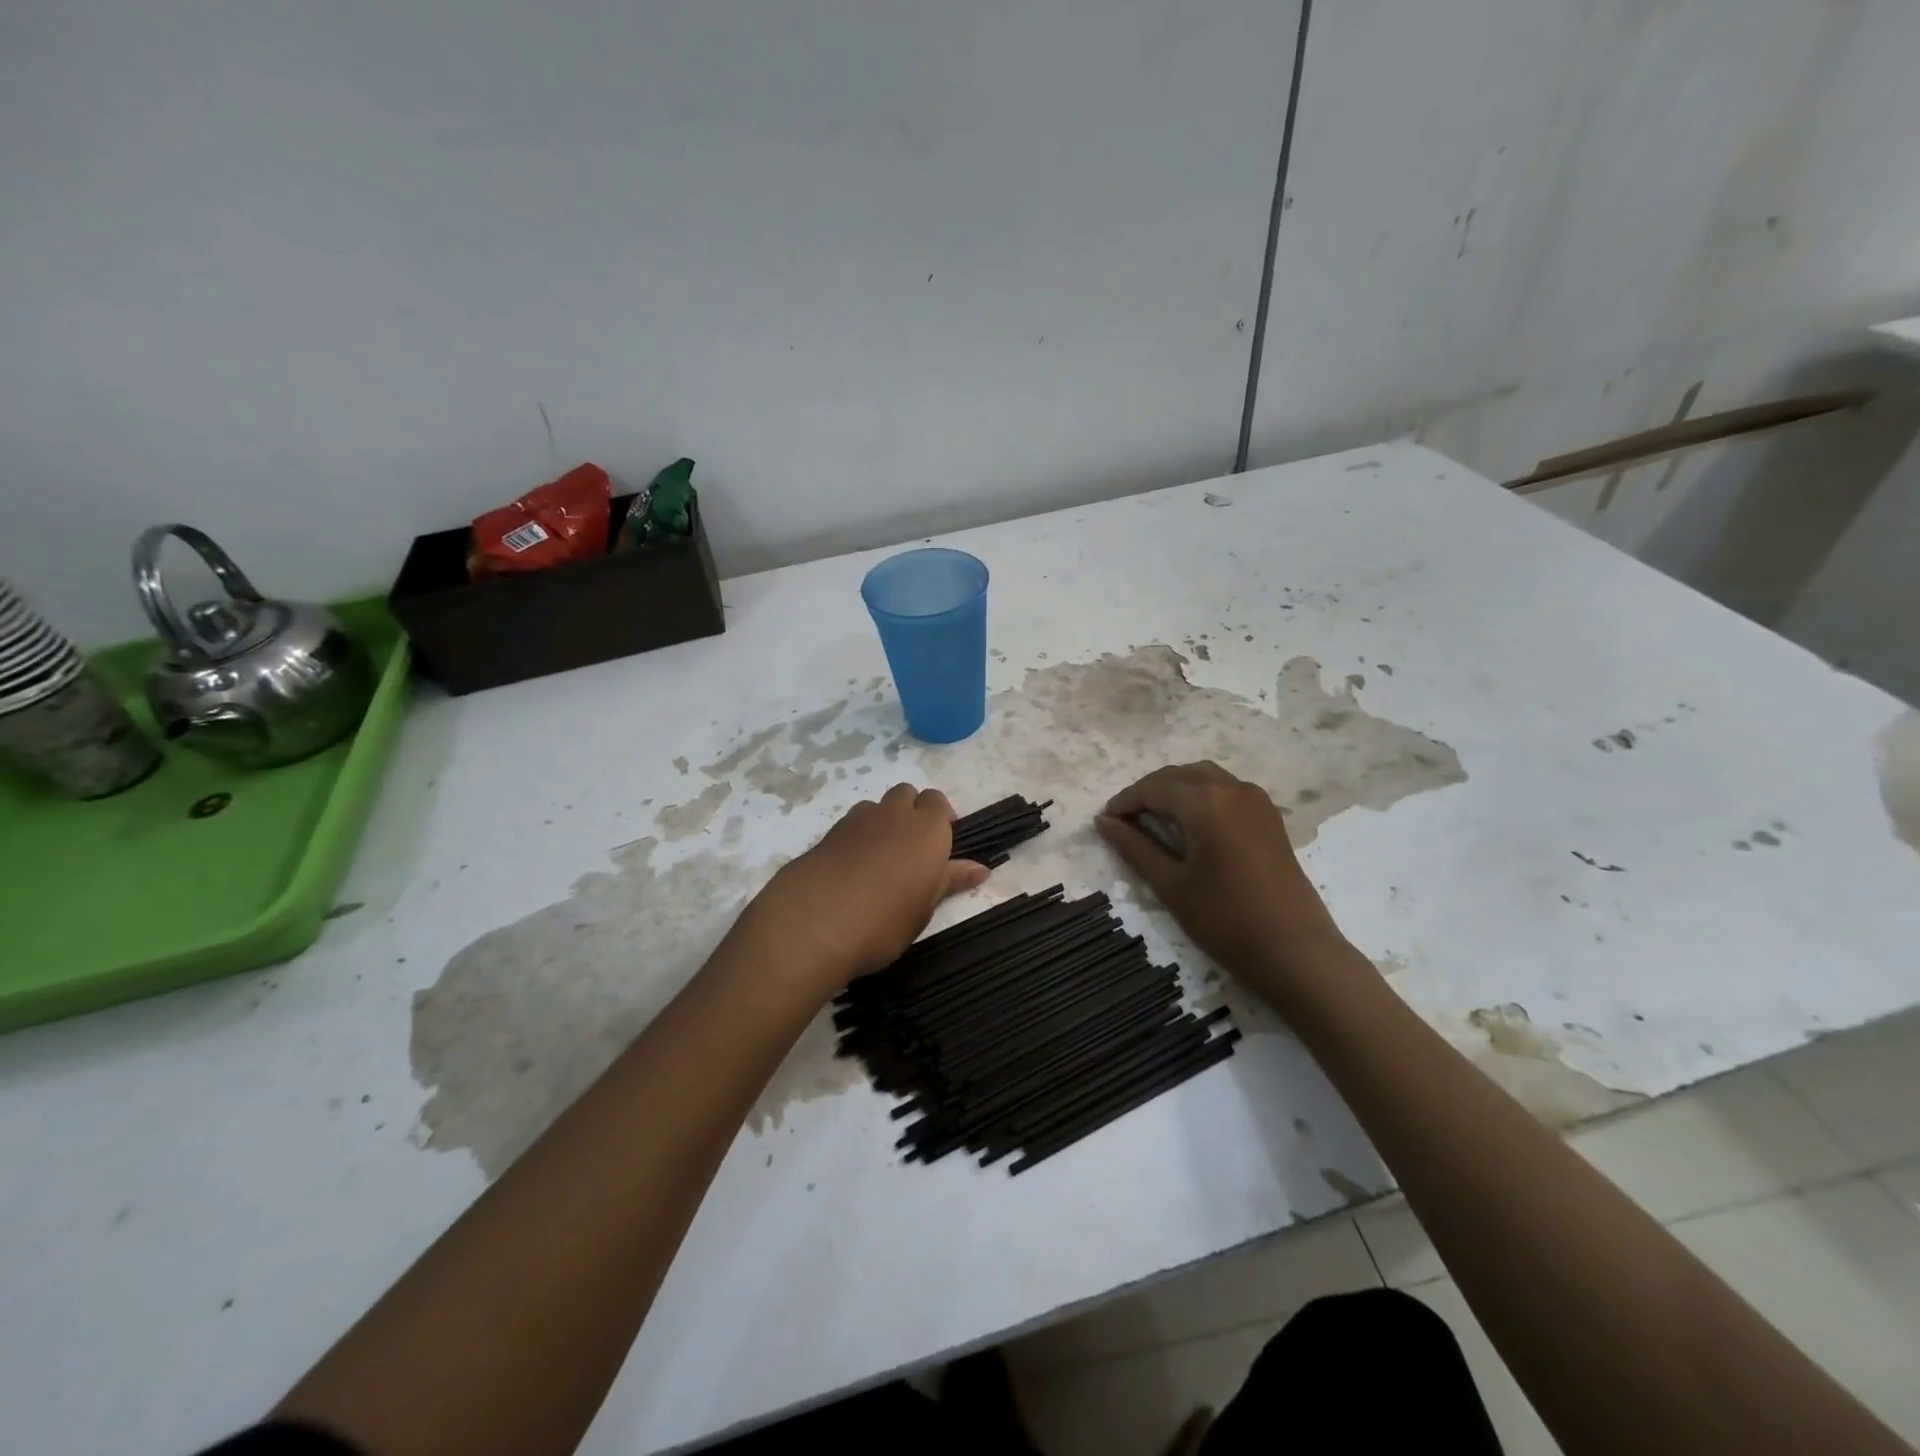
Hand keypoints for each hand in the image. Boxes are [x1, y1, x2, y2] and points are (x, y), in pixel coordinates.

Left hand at [741, 783, 989, 994]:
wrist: (813, 924)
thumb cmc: (884, 922)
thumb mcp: (924, 908)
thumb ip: (949, 881)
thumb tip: (980, 869)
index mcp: (927, 829)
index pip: (939, 802)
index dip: (942, 819)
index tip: (941, 847)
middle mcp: (894, 814)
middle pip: (908, 794)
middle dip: (913, 812)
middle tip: (913, 851)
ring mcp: (857, 820)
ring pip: (877, 806)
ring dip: (883, 821)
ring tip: (880, 860)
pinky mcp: (827, 834)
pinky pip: (851, 824)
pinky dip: (857, 837)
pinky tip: (852, 870)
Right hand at [1096, 762, 1352, 1005]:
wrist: (1295, 951)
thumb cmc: (1225, 920)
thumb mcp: (1171, 885)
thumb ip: (1134, 847)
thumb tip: (1104, 822)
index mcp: (1205, 802)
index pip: (1153, 789)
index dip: (1124, 802)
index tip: (1104, 821)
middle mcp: (1232, 788)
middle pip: (1179, 776)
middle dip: (1148, 791)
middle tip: (1124, 820)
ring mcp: (1256, 800)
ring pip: (1205, 776)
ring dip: (1175, 789)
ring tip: (1152, 817)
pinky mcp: (1270, 816)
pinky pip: (1226, 788)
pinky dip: (1201, 794)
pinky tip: (1189, 822)